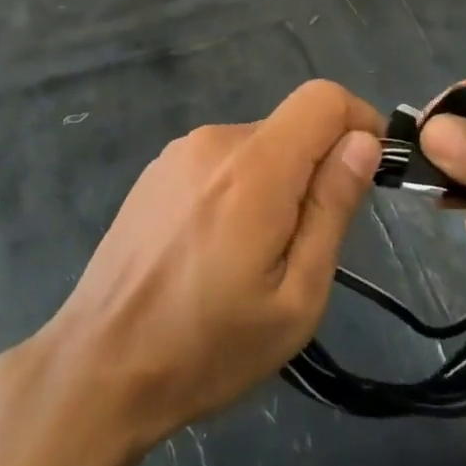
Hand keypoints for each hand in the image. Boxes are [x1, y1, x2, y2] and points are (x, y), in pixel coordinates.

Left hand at [36, 80, 381, 448]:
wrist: (98, 367)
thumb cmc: (208, 347)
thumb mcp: (295, 297)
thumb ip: (332, 209)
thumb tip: (363, 142)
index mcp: (254, 167)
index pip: (323, 98)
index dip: (358, 121)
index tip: (366, 172)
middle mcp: (214, 141)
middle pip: (290, 126)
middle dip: (315, 169)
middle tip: (304, 246)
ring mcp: (179, 152)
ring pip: (256, 146)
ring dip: (275, 183)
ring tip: (254, 257)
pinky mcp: (157, 170)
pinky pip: (220, 161)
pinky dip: (239, 188)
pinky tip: (215, 248)